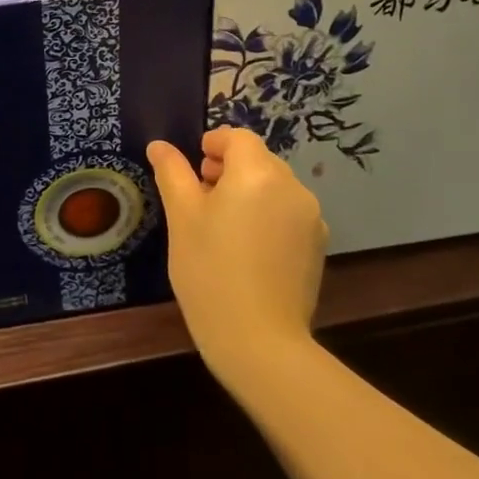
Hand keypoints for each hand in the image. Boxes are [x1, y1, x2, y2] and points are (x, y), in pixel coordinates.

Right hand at [147, 127, 327, 379]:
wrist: (259, 340)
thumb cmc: (209, 271)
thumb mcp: (181, 218)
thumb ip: (172, 173)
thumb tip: (160, 145)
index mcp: (257, 172)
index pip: (238, 138)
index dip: (214, 144)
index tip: (194, 166)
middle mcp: (291, 186)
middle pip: (258, 160)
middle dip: (230, 168)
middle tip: (201, 195)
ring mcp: (311, 217)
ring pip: (275, 187)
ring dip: (250, 191)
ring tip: (222, 224)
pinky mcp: (318, 245)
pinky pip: (289, 213)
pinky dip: (268, 216)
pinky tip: (248, 248)